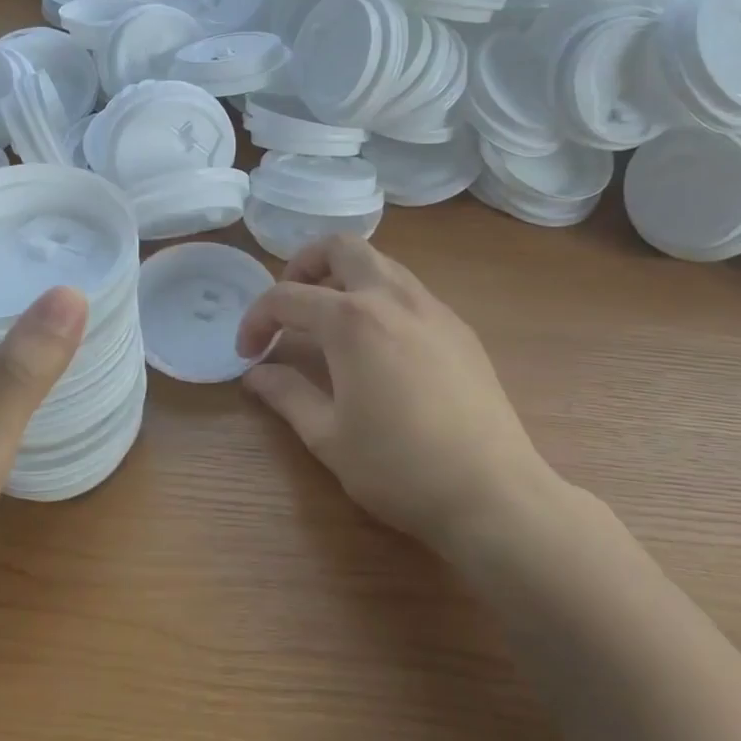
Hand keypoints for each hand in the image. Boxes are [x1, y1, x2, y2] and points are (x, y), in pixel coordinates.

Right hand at [235, 235, 557, 553]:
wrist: (493, 493)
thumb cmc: (399, 468)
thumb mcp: (329, 437)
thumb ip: (287, 395)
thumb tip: (255, 374)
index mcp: (352, 320)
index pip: (287, 297)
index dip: (257, 320)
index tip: (247, 352)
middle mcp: (392, 297)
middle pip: (342, 247)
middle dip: (305, 264)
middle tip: (292, 305)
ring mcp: (433, 308)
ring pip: (381, 263)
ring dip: (346, 277)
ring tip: (331, 322)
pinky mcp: (459, 328)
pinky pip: (409, 290)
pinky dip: (380, 297)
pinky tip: (379, 345)